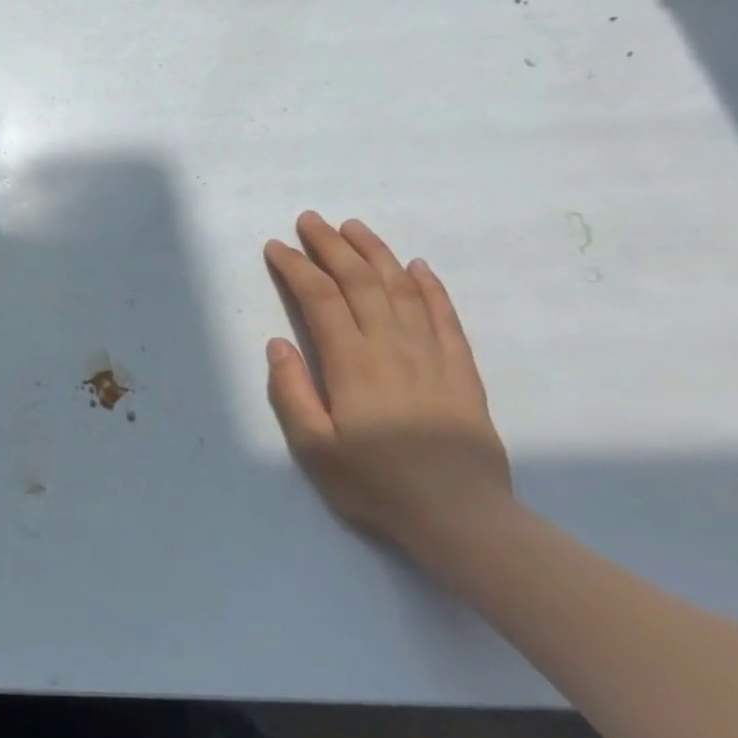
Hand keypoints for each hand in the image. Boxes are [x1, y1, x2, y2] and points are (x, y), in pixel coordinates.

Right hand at [263, 213, 511, 552]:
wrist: (460, 517)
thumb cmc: (376, 484)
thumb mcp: (314, 448)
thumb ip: (292, 392)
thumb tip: (278, 343)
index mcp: (352, 363)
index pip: (320, 299)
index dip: (296, 267)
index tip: (276, 247)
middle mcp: (392, 347)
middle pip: (360, 282)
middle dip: (331, 246)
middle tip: (310, 220)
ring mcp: (432, 356)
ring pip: (402, 289)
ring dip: (376, 253)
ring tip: (355, 227)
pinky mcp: (461, 371)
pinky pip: (446, 317)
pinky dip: (431, 287)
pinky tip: (418, 267)